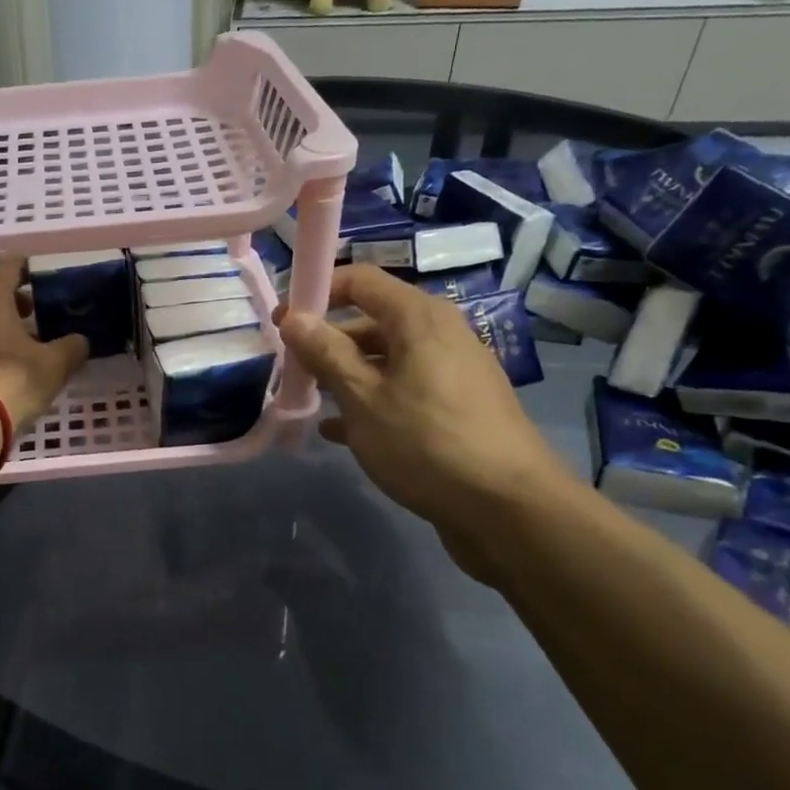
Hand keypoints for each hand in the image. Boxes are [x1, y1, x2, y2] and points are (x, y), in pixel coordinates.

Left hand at [0, 261, 88, 430]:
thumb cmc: (12, 377)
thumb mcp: (54, 364)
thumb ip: (72, 346)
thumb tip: (80, 341)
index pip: (13, 265)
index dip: (34, 272)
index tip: (51, 285)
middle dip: (14, 297)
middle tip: (39, 311)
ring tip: (23, 338)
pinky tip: (1, 357)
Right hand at [276, 266, 573, 585]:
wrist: (508, 508)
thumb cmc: (426, 442)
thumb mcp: (363, 398)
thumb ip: (326, 353)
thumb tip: (293, 316)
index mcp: (419, 318)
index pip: (360, 280)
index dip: (318, 293)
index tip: (281, 321)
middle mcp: (439, 334)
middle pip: (372, 320)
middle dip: (327, 341)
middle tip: (291, 368)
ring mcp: (450, 372)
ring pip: (385, 360)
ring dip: (344, 375)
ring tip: (308, 400)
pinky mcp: (455, 407)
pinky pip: (402, 390)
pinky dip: (370, 401)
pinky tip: (338, 431)